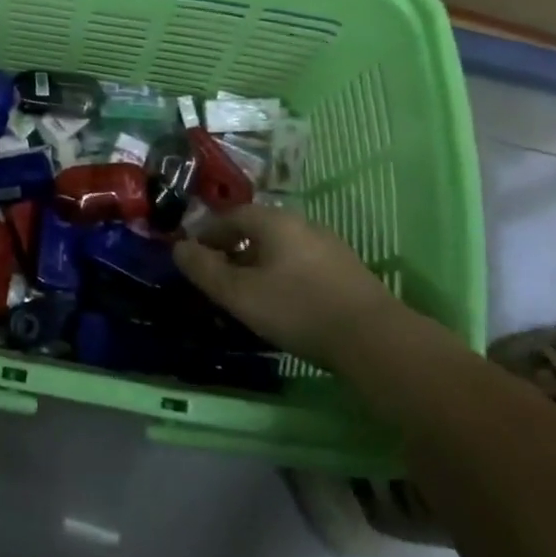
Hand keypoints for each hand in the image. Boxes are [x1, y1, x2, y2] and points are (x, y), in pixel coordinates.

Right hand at [174, 204, 404, 364]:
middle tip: (218, 276)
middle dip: (233, 249)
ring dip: (259, 263)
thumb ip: (204, 269)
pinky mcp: (348, 271)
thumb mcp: (239, 293)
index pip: (231, 216)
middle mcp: (302, 223)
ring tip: (248, 292)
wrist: (376, 340)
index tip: (194, 257)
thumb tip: (179, 248)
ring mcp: (330, 246)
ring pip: (281, 247)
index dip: (208, 234)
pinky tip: (284, 302)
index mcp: (274, 221)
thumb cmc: (297, 309)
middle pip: (257, 229)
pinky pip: (302, 263)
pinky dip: (283, 274)